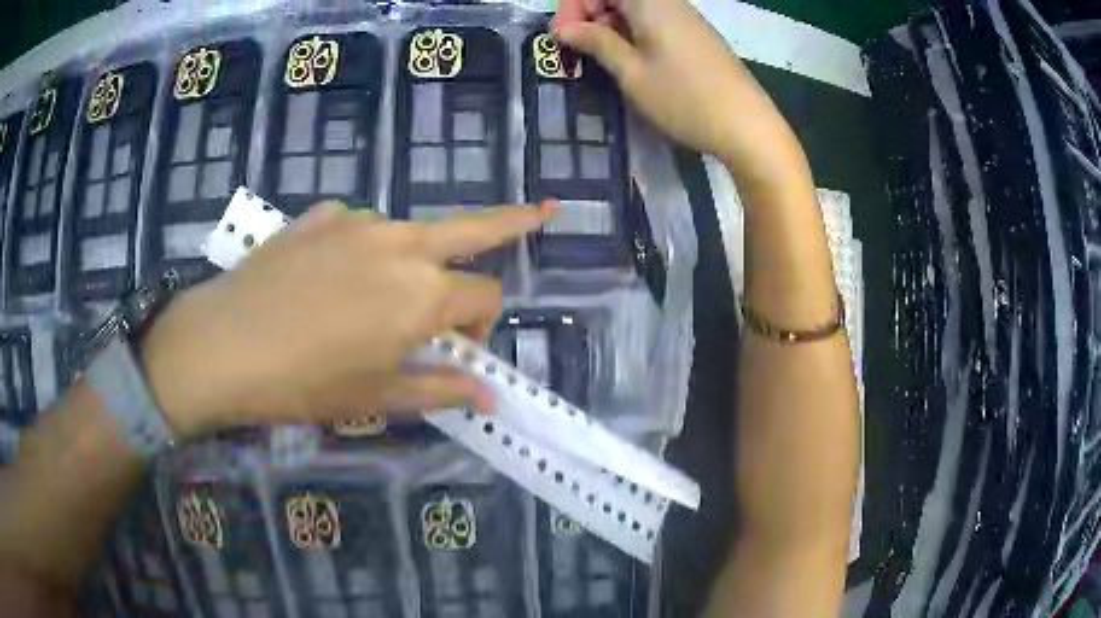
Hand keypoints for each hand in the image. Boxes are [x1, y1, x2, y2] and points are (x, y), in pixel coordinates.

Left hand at [140, 201, 556, 438]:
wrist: (221, 345)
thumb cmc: (303, 384)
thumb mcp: (375, 399)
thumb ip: (440, 391)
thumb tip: (489, 397)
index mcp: (422, 293)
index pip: (485, 297)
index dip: (484, 328)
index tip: (460, 354)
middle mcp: (401, 244)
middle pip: (475, 226)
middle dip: (515, 221)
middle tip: (544, 212)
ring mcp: (358, 222)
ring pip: (410, 234)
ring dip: (415, 261)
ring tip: (377, 298)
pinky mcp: (321, 215)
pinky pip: (359, 229)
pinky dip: (364, 249)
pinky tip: (330, 277)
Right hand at [553, 0, 802, 176]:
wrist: (747, 127)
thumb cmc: (684, 99)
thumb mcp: (631, 72)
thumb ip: (596, 42)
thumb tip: (563, 28)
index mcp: (650, 2)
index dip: (575, 5)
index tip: (562, 34)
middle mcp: (669, 2)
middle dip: (590, 12)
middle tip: (577, 46)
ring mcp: (686, 18)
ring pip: (635, 8)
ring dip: (610, 24)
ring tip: (600, 56)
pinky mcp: (696, 36)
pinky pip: (655, 21)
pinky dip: (633, 32)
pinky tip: (630, 59)